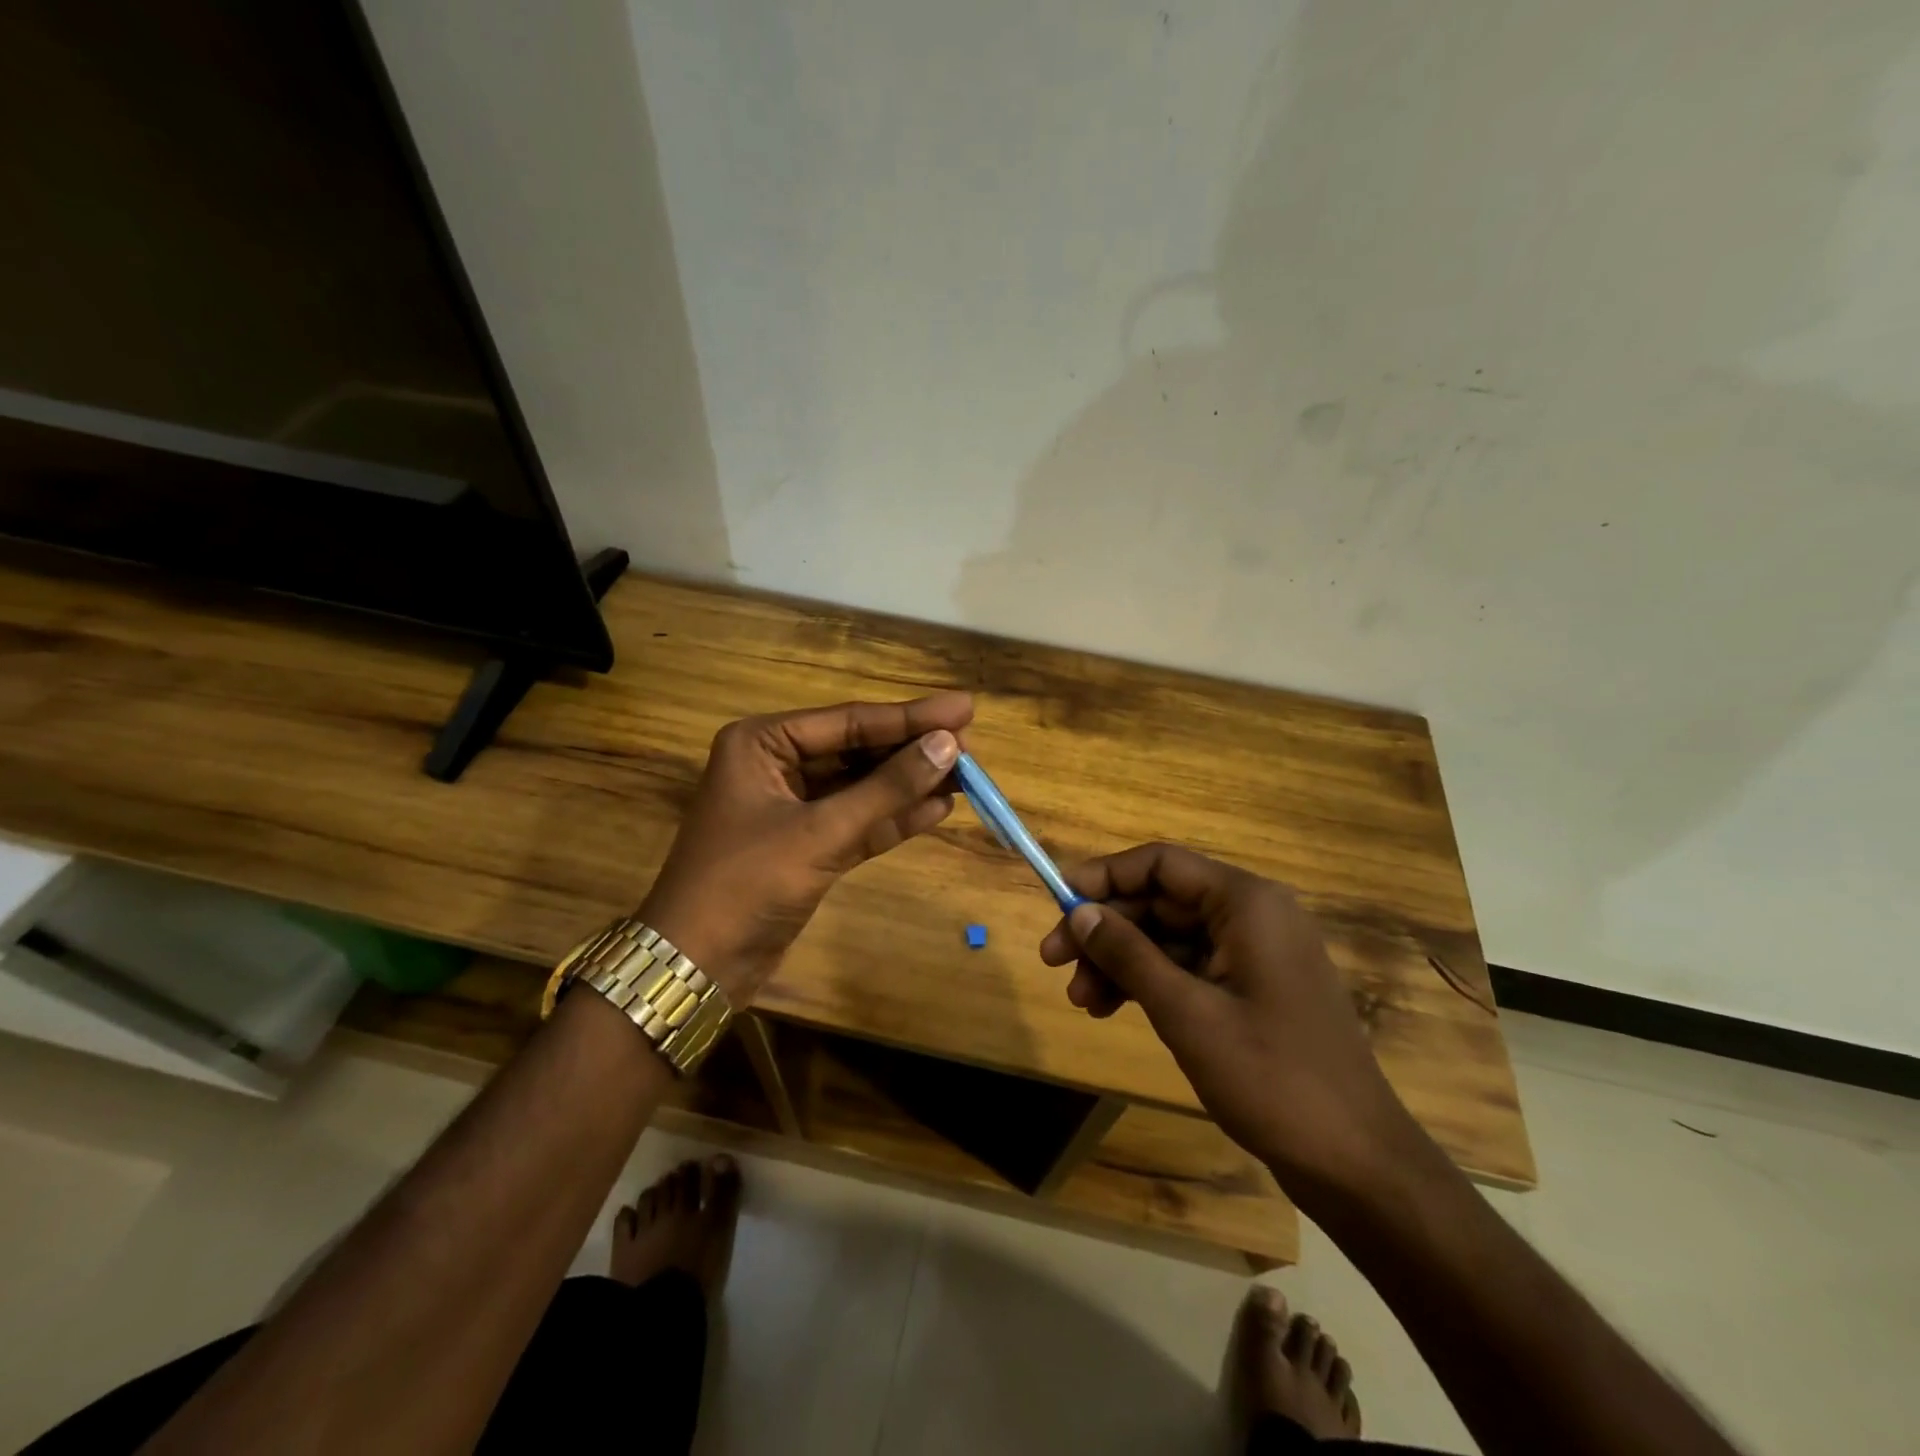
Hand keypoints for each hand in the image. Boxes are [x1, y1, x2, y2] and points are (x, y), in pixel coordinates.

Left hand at [640, 693, 972, 1005]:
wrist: (695, 968)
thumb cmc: (745, 885)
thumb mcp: (820, 833)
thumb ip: (886, 789)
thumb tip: (949, 746)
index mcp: (763, 743)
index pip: (849, 721)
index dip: (910, 716)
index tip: (965, 708)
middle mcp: (776, 765)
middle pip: (858, 750)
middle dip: (912, 750)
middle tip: (971, 746)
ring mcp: (792, 807)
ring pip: (861, 786)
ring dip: (909, 784)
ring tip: (967, 776)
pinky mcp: (807, 846)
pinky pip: (858, 821)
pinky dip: (894, 817)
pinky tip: (938, 809)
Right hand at [1040, 843, 1428, 1199]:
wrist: (1357, 1164)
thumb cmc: (1273, 1078)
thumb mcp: (1186, 1013)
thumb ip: (1129, 955)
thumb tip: (1078, 912)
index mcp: (1245, 902)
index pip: (1160, 864)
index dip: (1104, 877)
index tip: (1056, 902)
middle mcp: (1251, 915)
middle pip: (1160, 901)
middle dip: (1105, 930)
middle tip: (1053, 961)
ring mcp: (1253, 954)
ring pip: (1168, 938)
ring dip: (1120, 962)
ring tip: (1080, 1000)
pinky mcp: (1251, 989)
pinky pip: (1187, 968)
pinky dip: (1148, 984)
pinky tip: (1110, 1009)